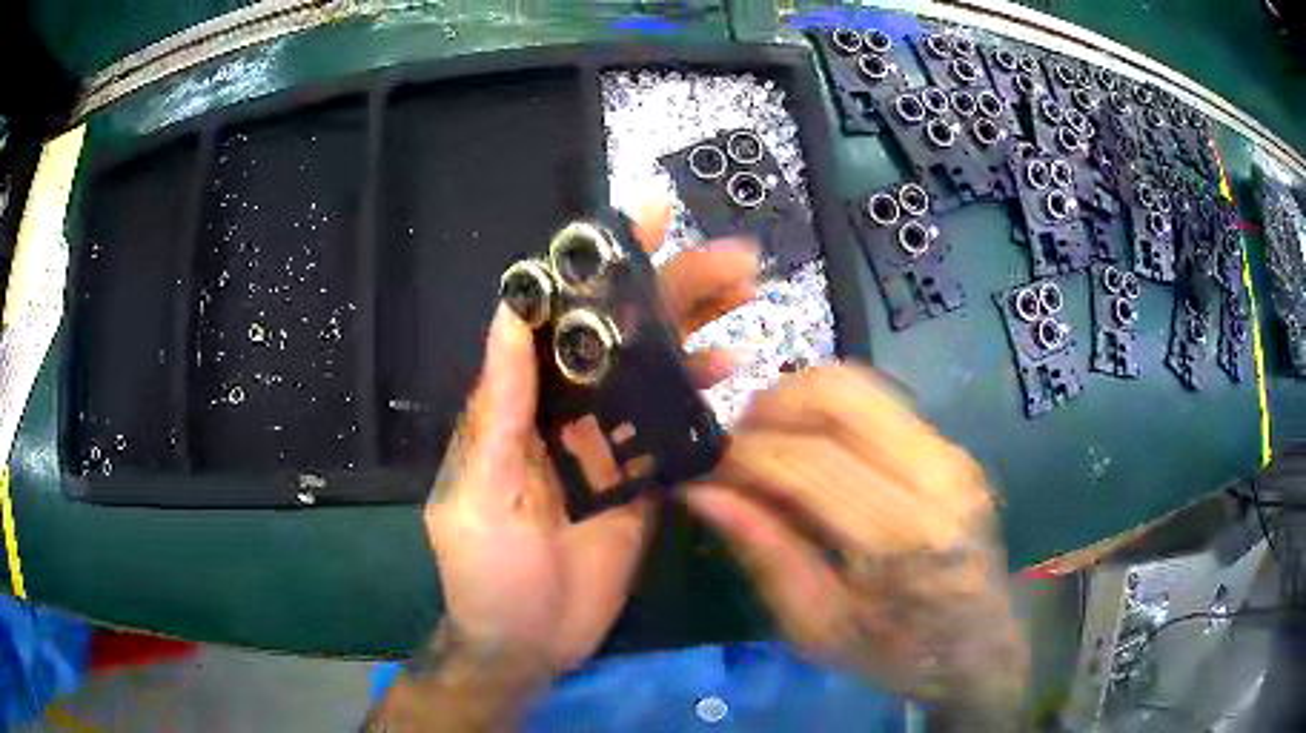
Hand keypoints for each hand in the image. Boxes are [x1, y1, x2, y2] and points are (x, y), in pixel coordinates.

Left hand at [424, 204, 757, 672]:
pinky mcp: (644, 482)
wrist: (527, 642)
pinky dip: (705, 401)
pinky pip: (678, 431)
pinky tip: (736, 374)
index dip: (601, 267)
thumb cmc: (487, 573)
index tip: (644, 221)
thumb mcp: (478, 493)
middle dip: (675, 290)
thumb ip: (497, 410)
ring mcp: (612, 446)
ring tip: (747, 297)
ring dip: (699, 334)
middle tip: (731, 258)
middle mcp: (570, 412)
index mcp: (523, 404)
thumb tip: (510, 314)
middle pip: (625, 337)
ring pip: (658, 375)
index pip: (561, 319)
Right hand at [684, 367, 1027, 729]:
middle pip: (836, 396)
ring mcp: (948, 453)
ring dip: (798, 401)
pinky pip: (878, 402)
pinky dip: (830, 413)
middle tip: (737, 445)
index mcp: (899, 535)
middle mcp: (932, 476)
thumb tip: (703, 493)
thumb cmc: (897, 652)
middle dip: (770, 406)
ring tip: (769, 441)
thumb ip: (764, 554)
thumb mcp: (816, 628)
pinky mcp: (951, 447)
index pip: (808, 460)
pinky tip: (812, 449)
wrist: (979, 646)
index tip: (710, 470)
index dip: (745, 456)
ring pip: (857, 383)